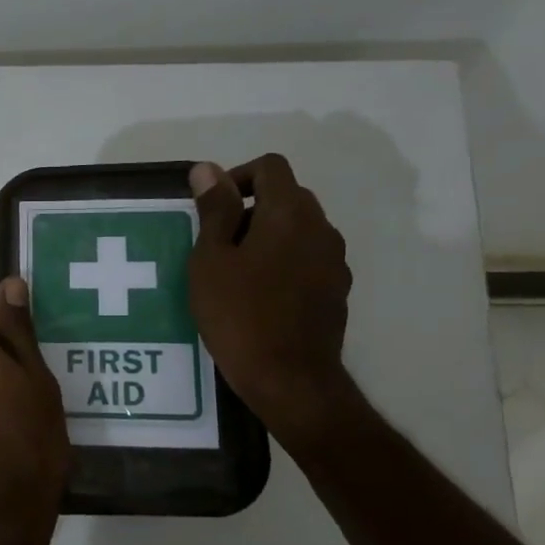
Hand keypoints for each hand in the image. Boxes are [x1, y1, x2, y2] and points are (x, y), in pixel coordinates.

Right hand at [188, 155, 356, 446]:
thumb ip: (214, 211)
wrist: (288, 377)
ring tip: (234, 274)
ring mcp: (334, 261)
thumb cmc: (238, 314)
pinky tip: (258, 297)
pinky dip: (283, 263)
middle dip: (250, 209)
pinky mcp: (336, 290)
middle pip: (287, 196)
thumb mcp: (211, 260)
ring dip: (267, 237)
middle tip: (215, 245)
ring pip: (298, 229)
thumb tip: (207, 169)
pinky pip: (307, 259)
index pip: (270, 167)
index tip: (211, 210)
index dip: (236, 178)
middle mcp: (321, 228)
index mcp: (289, 213)